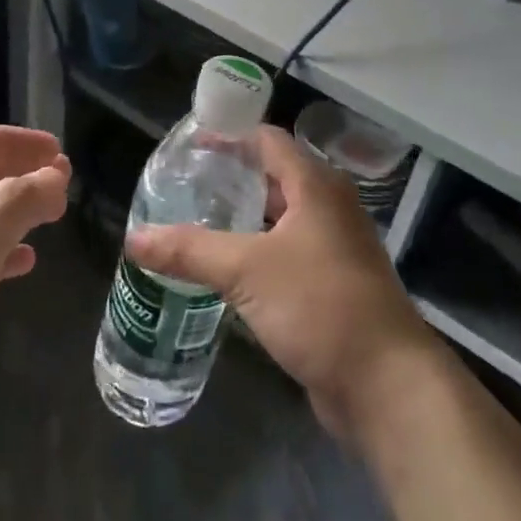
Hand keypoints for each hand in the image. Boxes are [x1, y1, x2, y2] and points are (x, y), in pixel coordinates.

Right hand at [126, 125, 438, 443]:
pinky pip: (284, 254)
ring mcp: (332, 248)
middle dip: (229, 177)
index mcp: (316, 186)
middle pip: (273, 176)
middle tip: (182, 184)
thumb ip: (189, 250)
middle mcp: (328, 208)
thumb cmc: (321, 306)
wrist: (387, 385)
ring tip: (193, 220)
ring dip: (240, 217)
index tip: (187, 144)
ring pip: (278, 218)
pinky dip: (253, 251)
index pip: (266, 140)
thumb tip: (133, 237)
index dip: (228, 135)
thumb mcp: (247, 270)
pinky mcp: (330, 285)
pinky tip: (221, 266)